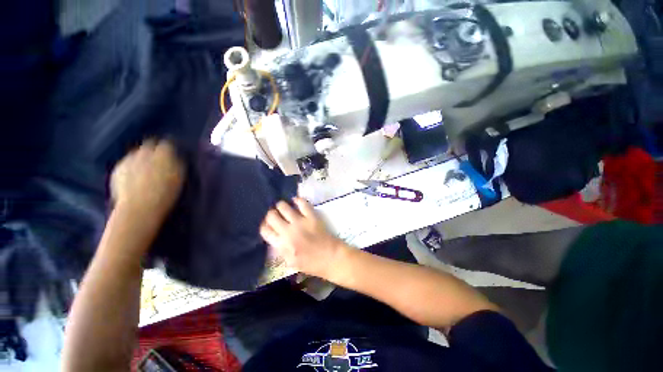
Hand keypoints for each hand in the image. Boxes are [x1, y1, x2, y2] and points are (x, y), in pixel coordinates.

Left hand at [111, 139, 184, 221]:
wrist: (139, 207)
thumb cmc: (166, 193)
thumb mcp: (179, 177)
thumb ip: (177, 163)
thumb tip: (175, 157)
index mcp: (163, 153)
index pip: (167, 144)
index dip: (170, 149)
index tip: (172, 154)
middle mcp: (144, 152)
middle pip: (149, 145)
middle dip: (154, 150)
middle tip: (159, 161)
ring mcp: (128, 159)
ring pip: (136, 153)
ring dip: (141, 158)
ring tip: (145, 169)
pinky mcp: (117, 169)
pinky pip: (126, 163)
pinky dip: (130, 168)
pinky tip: (134, 178)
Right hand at [260, 198, 344, 278]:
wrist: (331, 257)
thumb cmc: (311, 263)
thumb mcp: (290, 262)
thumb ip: (280, 249)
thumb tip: (275, 236)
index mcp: (282, 245)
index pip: (265, 230)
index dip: (264, 226)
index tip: (268, 225)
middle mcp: (288, 231)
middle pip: (271, 216)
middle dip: (271, 214)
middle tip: (275, 215)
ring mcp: (300, 222)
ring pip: (283, 206)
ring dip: (281, 206)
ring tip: (283, 207)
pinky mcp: (311, 216)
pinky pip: (302, 203)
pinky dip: (297, 200)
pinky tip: (295, 202)